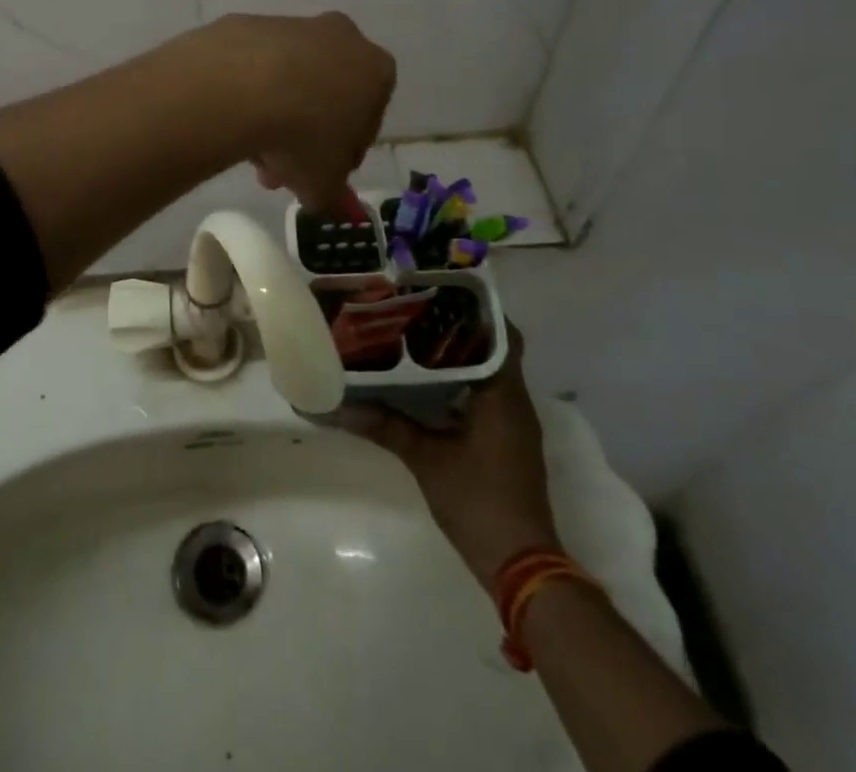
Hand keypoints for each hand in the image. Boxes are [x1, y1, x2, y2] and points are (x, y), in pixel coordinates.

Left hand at [206, 13, 393, 214]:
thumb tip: (329, 203)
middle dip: (304, 137)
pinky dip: (246, 91)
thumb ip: (332, 195)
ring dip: (274, 116)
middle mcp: (340, 37)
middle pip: (326, 95)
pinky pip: (253, 67)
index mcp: (375, 70)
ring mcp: (292, 26)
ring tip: (249, 153)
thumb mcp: (324, 183)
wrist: (238, 87)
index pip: (368, 119)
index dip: (343, 154)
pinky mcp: (249, 24)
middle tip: (277, 172)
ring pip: (289, 80)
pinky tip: (230, 119)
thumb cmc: (302, 137)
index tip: (319, 176)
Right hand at [337, 323, 559, 591]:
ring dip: (460, 355)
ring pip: (490, 372)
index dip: (476, 308)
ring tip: (415, 335)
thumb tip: (335, 406)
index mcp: (504, 394)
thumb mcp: (425, 459)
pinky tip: (427, 383)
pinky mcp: (507, 442)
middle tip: (417, 307)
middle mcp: (515, 401)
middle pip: (493, 348)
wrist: (521, 566)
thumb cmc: (478, 501)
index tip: (441, 289)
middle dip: (459, 327)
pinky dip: (462, 382)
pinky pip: (487, 395)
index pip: (502, 333)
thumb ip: (384, 426)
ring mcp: (514, 423)